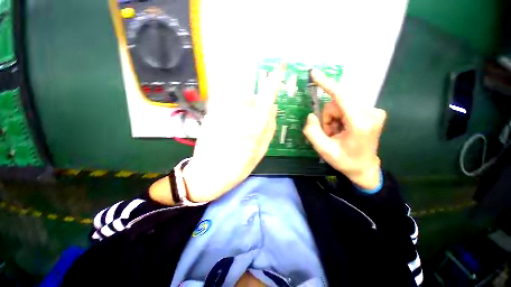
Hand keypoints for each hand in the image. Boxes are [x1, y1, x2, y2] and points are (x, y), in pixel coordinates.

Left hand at [182, 65, 284, 201]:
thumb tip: (273, 107)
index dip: (274, 78)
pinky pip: (223, 102)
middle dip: (253, 101)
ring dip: (240, 105)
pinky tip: (227, 127)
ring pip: (235, 95)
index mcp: (254, 126)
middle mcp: (238, 114)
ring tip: (236, 128)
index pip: (267, 94)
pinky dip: (229, 109)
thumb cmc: (238, 168)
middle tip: (249, 120)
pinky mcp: (209, 114)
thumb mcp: (261, 151)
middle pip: (249, 92)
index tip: (279, 66)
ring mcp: (221, 112)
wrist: (208, 175)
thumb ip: (270, 127)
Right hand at [303, 69, 386, 189]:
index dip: (326, 83)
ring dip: (333, 118)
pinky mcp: (373, 111)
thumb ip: (313, 132)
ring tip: (335, 133)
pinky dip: (340, 117)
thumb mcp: (324, 150)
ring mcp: (374, 111)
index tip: (314, 73)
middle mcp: (371, 113)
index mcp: (360, 123)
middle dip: (328, 117)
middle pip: (337, 103)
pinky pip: (347, 107)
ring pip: (341, 105)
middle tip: (329, 133)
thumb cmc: (345, 161)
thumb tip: (311, 115)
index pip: (341, 96)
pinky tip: (343, 129)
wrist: (364, 167)